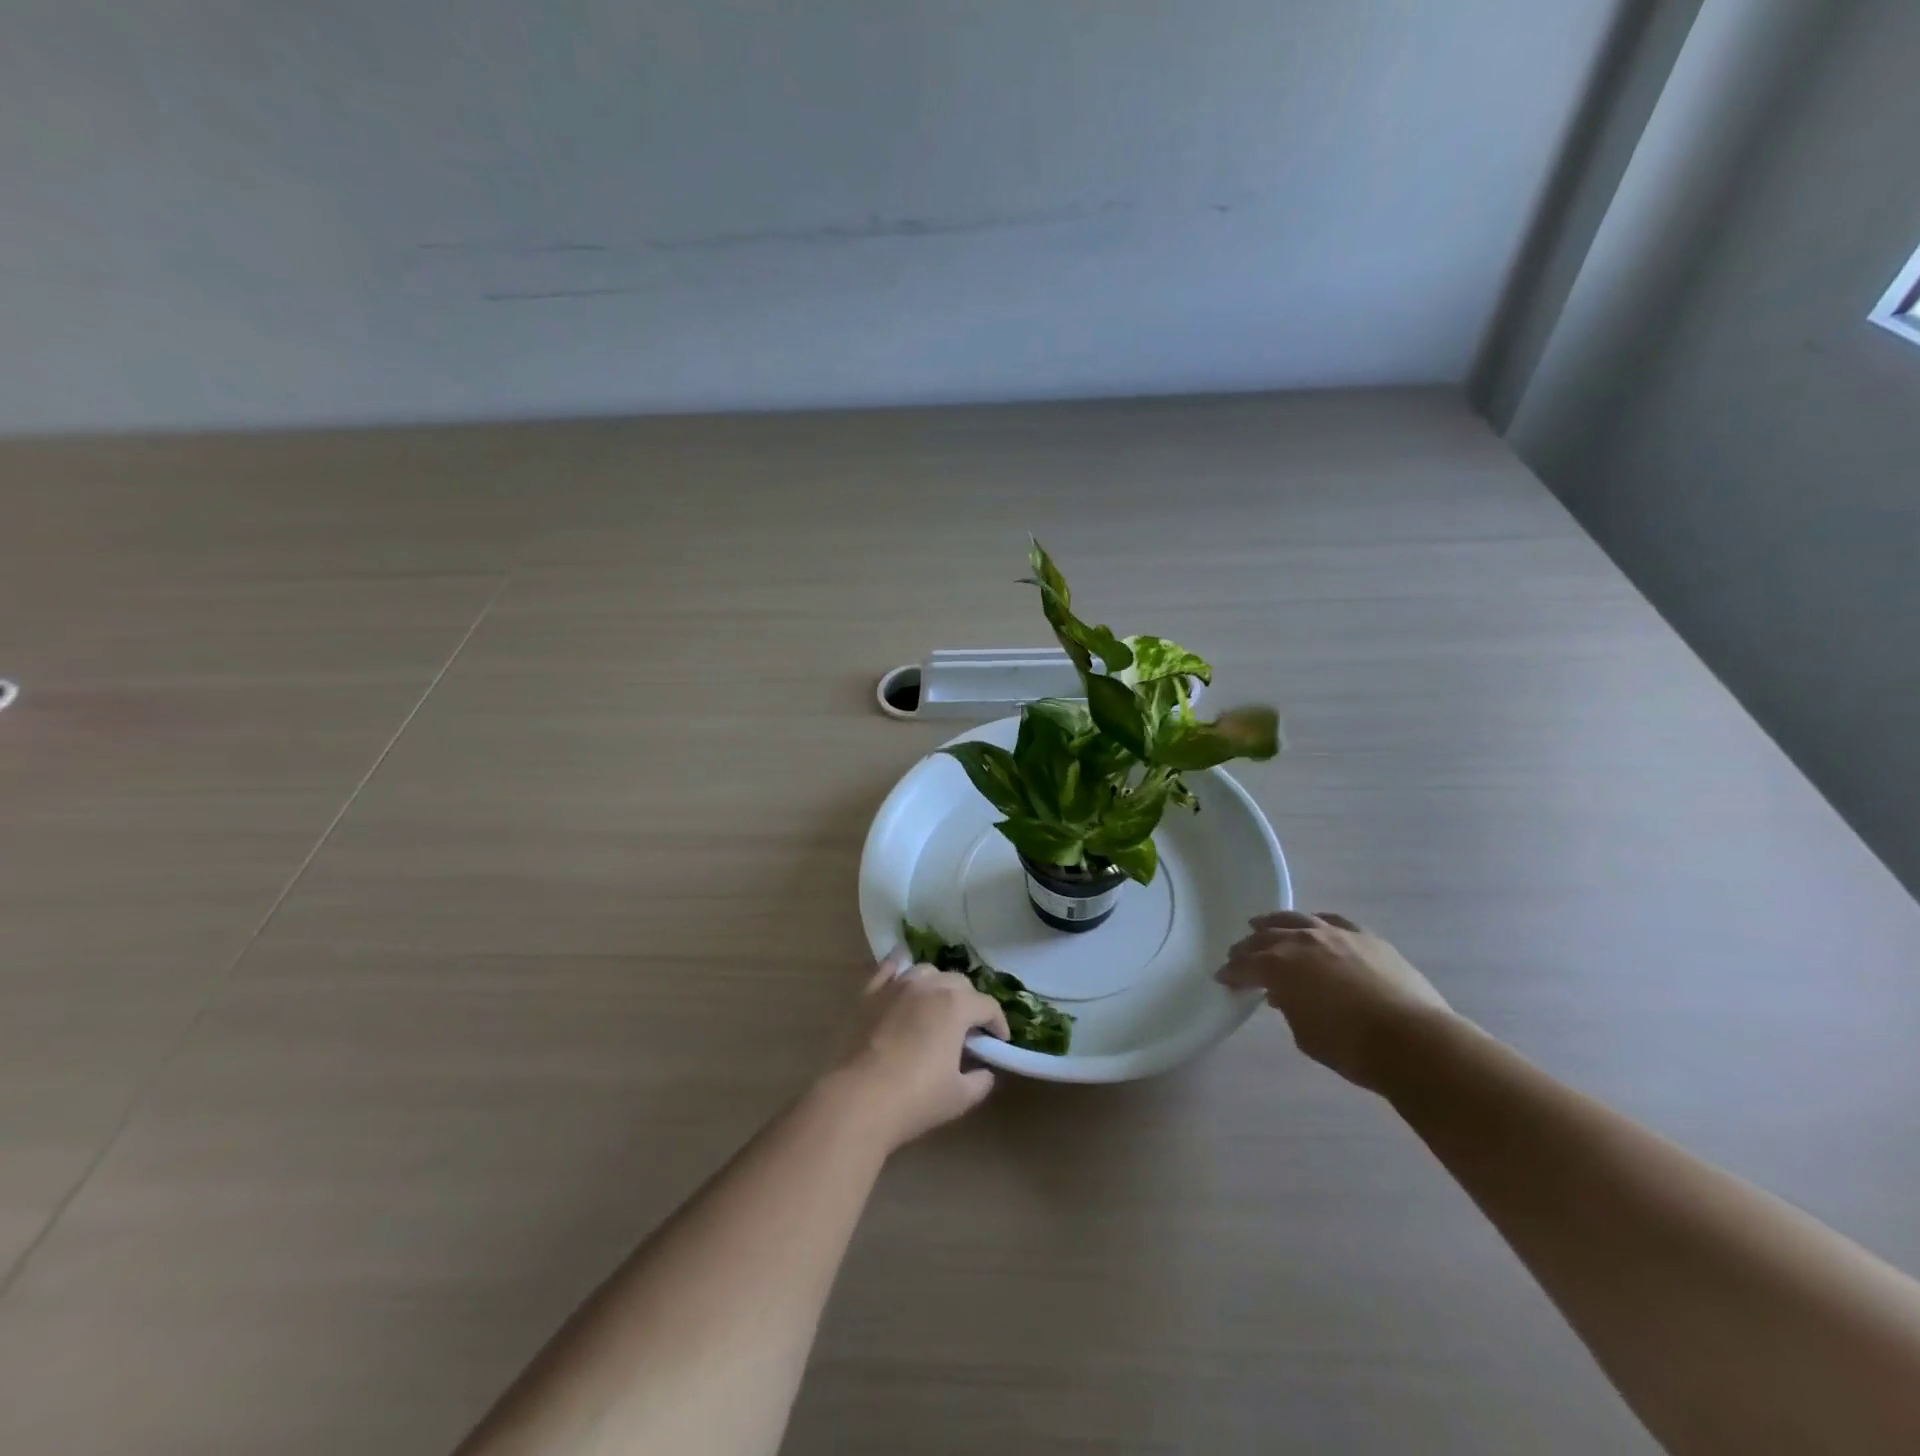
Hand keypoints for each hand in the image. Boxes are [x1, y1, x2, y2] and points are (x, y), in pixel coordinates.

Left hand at [826, 949, 1010, 1152]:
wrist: (858, 1100)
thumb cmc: (916, 1098)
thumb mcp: (960, 1097)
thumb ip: (981, 1080)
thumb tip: (984, 1071)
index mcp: (956, 1006)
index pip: (988, 1005)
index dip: (998, 1023)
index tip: (999, 1042)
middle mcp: (929, 986)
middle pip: (959, 983)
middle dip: (971, 1002)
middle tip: (969, 1029)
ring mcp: (896, 986)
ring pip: (927, 971)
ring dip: (939, 985)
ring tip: (938, 1006)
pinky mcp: (869, 994)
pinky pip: (888, 969)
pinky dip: (899, 967)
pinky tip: (901, 971)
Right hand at [1217, 911, 1454, 1091]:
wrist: (1412, 1041)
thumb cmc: (1351, 1047)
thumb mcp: (1305, 1034)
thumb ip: (1288, 1008)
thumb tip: (1284, 996)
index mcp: (1280, 966)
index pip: (1245, 966)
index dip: (1231, 973)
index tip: (1222, 978)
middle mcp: (1301, 941)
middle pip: (1266, 938)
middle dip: (1248, 947)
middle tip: (1237, 954)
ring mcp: (1334, 934)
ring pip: (1296, 920)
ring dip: (1275, 923)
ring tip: (1262, 925)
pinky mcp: (1365, 937)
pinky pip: (1332, 922)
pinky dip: (1316, 923)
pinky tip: (1314, 925)